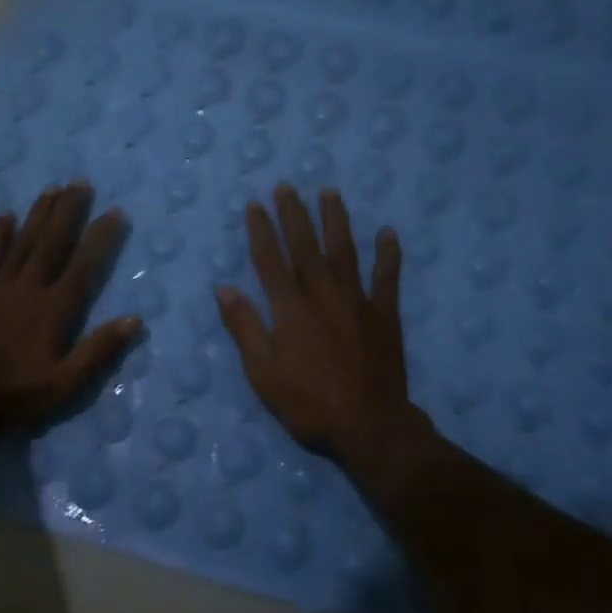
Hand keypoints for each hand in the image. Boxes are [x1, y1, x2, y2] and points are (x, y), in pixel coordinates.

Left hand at [0, 183, 140, 441]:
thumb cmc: (13, 395)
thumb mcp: (64, 385)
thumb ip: (98, 351)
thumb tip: (134, 320)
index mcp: (53, 311)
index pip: (83, 266)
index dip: (100, 238)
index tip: (115, 212)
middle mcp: (28, 289)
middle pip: (52, 243)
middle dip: (69, 212)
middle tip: (81, 183)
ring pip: (22, 242)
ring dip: (38, 214)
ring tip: (53, 188)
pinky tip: (5, 216)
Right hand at [215, 185, 418, 464]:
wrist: (369, 426)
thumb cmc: (309, 403)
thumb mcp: (263, 372)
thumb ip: (245, 327)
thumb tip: (223, 288)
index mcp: (291, 310)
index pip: (270, 261)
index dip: (261, 231)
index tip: (255, 205)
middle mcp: (323, 296)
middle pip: (306, 247)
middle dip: (294, 215)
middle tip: (287, 186)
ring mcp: (358, 302)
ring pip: (345, 252)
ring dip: (336, 221)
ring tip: (330, 193)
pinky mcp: (385, 316)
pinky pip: (388, 278)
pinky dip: (388, 254)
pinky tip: (388, 233)